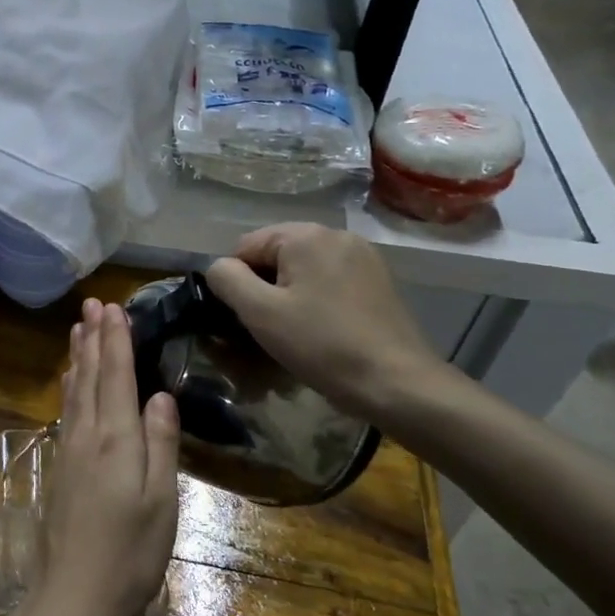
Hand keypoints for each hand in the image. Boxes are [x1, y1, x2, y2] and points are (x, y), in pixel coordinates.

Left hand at [25, 299, 179, 615]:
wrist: (74, 597)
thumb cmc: (129, 553)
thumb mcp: (161, 501)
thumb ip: (160, 443)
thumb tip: (160, 394)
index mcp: (116, 440)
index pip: (117, 377)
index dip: (117, 341)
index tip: (114, 308)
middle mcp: (87, 436)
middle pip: (91, 376)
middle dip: (94, 338)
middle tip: (92, 304)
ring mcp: (69, 452)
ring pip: (74, 391)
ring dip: (79, 357)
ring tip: (78, 329)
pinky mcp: (60, 469)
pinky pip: (66, 411)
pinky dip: (70, 387)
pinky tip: (70, 383)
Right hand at [204, 222, 445, 424]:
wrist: (395, 382)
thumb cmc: (321, 345)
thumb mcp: (260, 313)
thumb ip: (227, 279)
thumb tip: (219, 267)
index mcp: (305, 235)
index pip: (245, 246)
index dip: (236, 281)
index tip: (246, 317)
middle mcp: (336, 234)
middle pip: (276, 254)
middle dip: (264, 287)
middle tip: (268, 327)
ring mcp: (362, 256)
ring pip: (303, 269)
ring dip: (289, 294)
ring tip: (294, 332)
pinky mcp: (377, 279)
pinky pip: (329, 280)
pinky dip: (315, 299)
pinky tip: (322, 329)